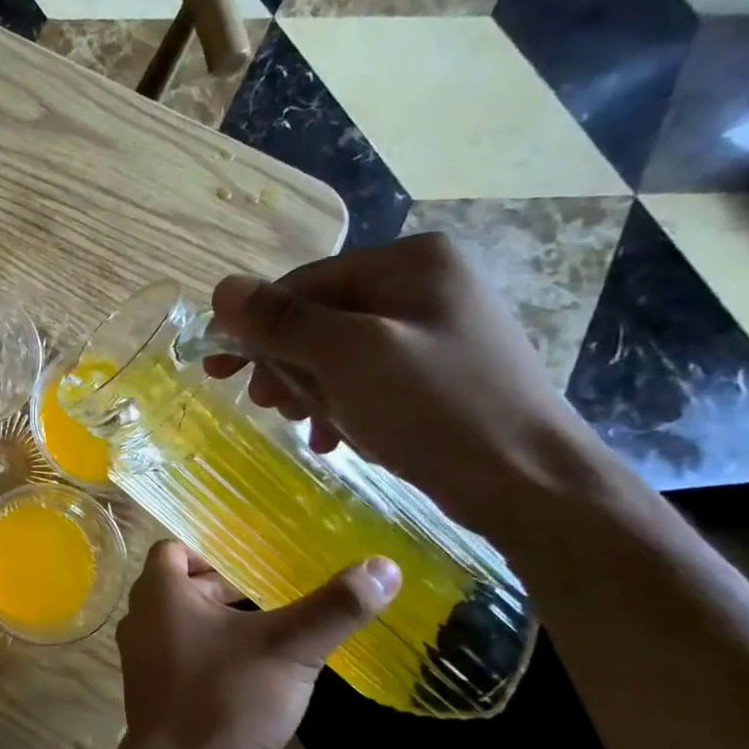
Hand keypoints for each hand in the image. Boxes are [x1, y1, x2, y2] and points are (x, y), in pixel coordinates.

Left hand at [114, 541, 398, 748]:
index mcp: (159, 593)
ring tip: (269, 634)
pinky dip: (209, 654)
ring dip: (219, 624)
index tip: (253, 565)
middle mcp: (140, 617)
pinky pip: (180, 656)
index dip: (212, 552)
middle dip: (224, 589)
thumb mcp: (289, 649)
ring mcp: (141, 657)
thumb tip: (384, 566)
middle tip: (273, 597)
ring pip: (182, 624)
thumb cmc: (226, 699)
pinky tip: (250, 675)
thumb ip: (334, 607)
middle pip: (181, 586)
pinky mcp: (152, 692)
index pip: (175, 549)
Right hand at [206, 234, 601, 531]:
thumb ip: (281, 321)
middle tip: (265, 403)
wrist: (532, 486)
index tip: (217, 368)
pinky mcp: (436, 374)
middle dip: (287, 364)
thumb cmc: (437, 408)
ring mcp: (432, 330)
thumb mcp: (347, 357)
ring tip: (307, 426)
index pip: (304, 284)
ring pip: (337, 353)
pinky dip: (342, 406)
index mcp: (410, 262)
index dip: (255, 325)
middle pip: (319, 318)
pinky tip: (336, 439)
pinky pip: (365, 379)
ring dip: (311, 391)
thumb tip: (221, 288)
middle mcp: (423, 285)